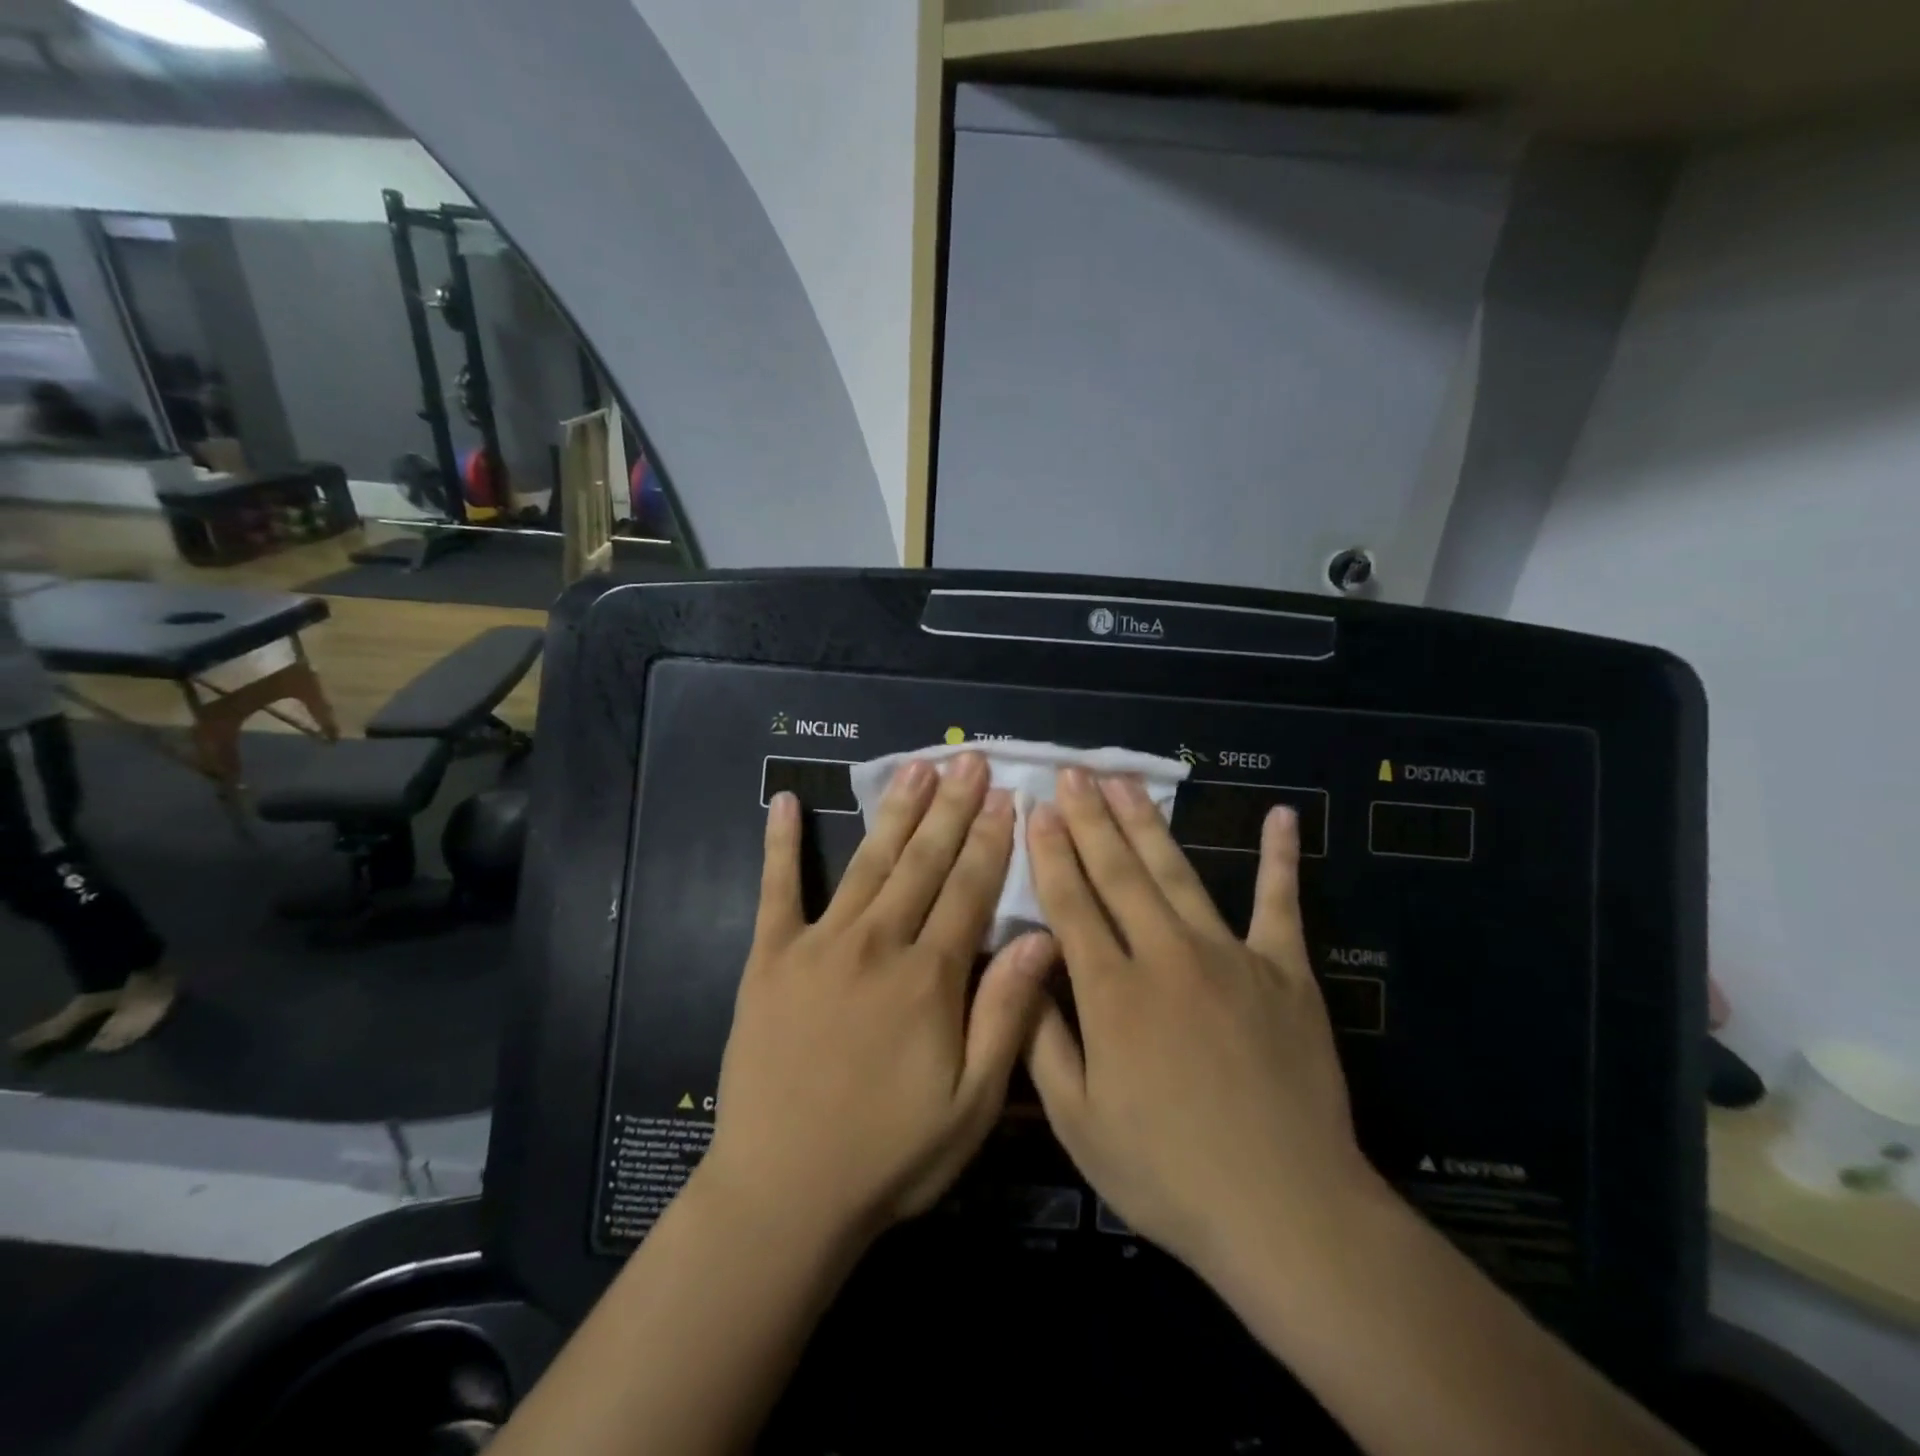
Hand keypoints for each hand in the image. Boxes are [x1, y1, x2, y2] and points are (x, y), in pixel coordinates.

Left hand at [698, 752, 1055, 1243]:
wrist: (783, 1194)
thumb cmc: (889, 1156)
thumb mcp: (972, 1105)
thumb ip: (1007, 1015)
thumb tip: (1042, 937)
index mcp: (928, 977)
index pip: (970, 889)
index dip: (991, 839)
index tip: (1007, 795)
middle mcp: (876, 943)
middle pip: (923, 861)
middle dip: (951, 807)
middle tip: (967, 760)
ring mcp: (818, 945)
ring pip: (868, 862)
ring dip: (895, 811)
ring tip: (915, 767)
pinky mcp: (768, 959)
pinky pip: (776, 889)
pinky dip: (780, 844)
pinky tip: (782, 800)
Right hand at [1024, 768, 1382, 1284]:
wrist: (1286, 1209)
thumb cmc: (1168, 1173)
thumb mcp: (1078, 1121)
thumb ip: (1043, 1038)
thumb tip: (1022, 966)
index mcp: (1112, 992)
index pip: (1070, 904)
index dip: (1050, 852)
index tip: (1036, 809)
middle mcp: (1166, 956)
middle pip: (1118, 873)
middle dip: (1090, 819)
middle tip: (1073, 773)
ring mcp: (1231, 956)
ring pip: (1178, 873)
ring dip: (1147, 824)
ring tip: (1125, 781)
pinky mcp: (1285, 971)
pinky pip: (1281, 904)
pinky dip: (1280, 858)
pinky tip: (1283, 815)